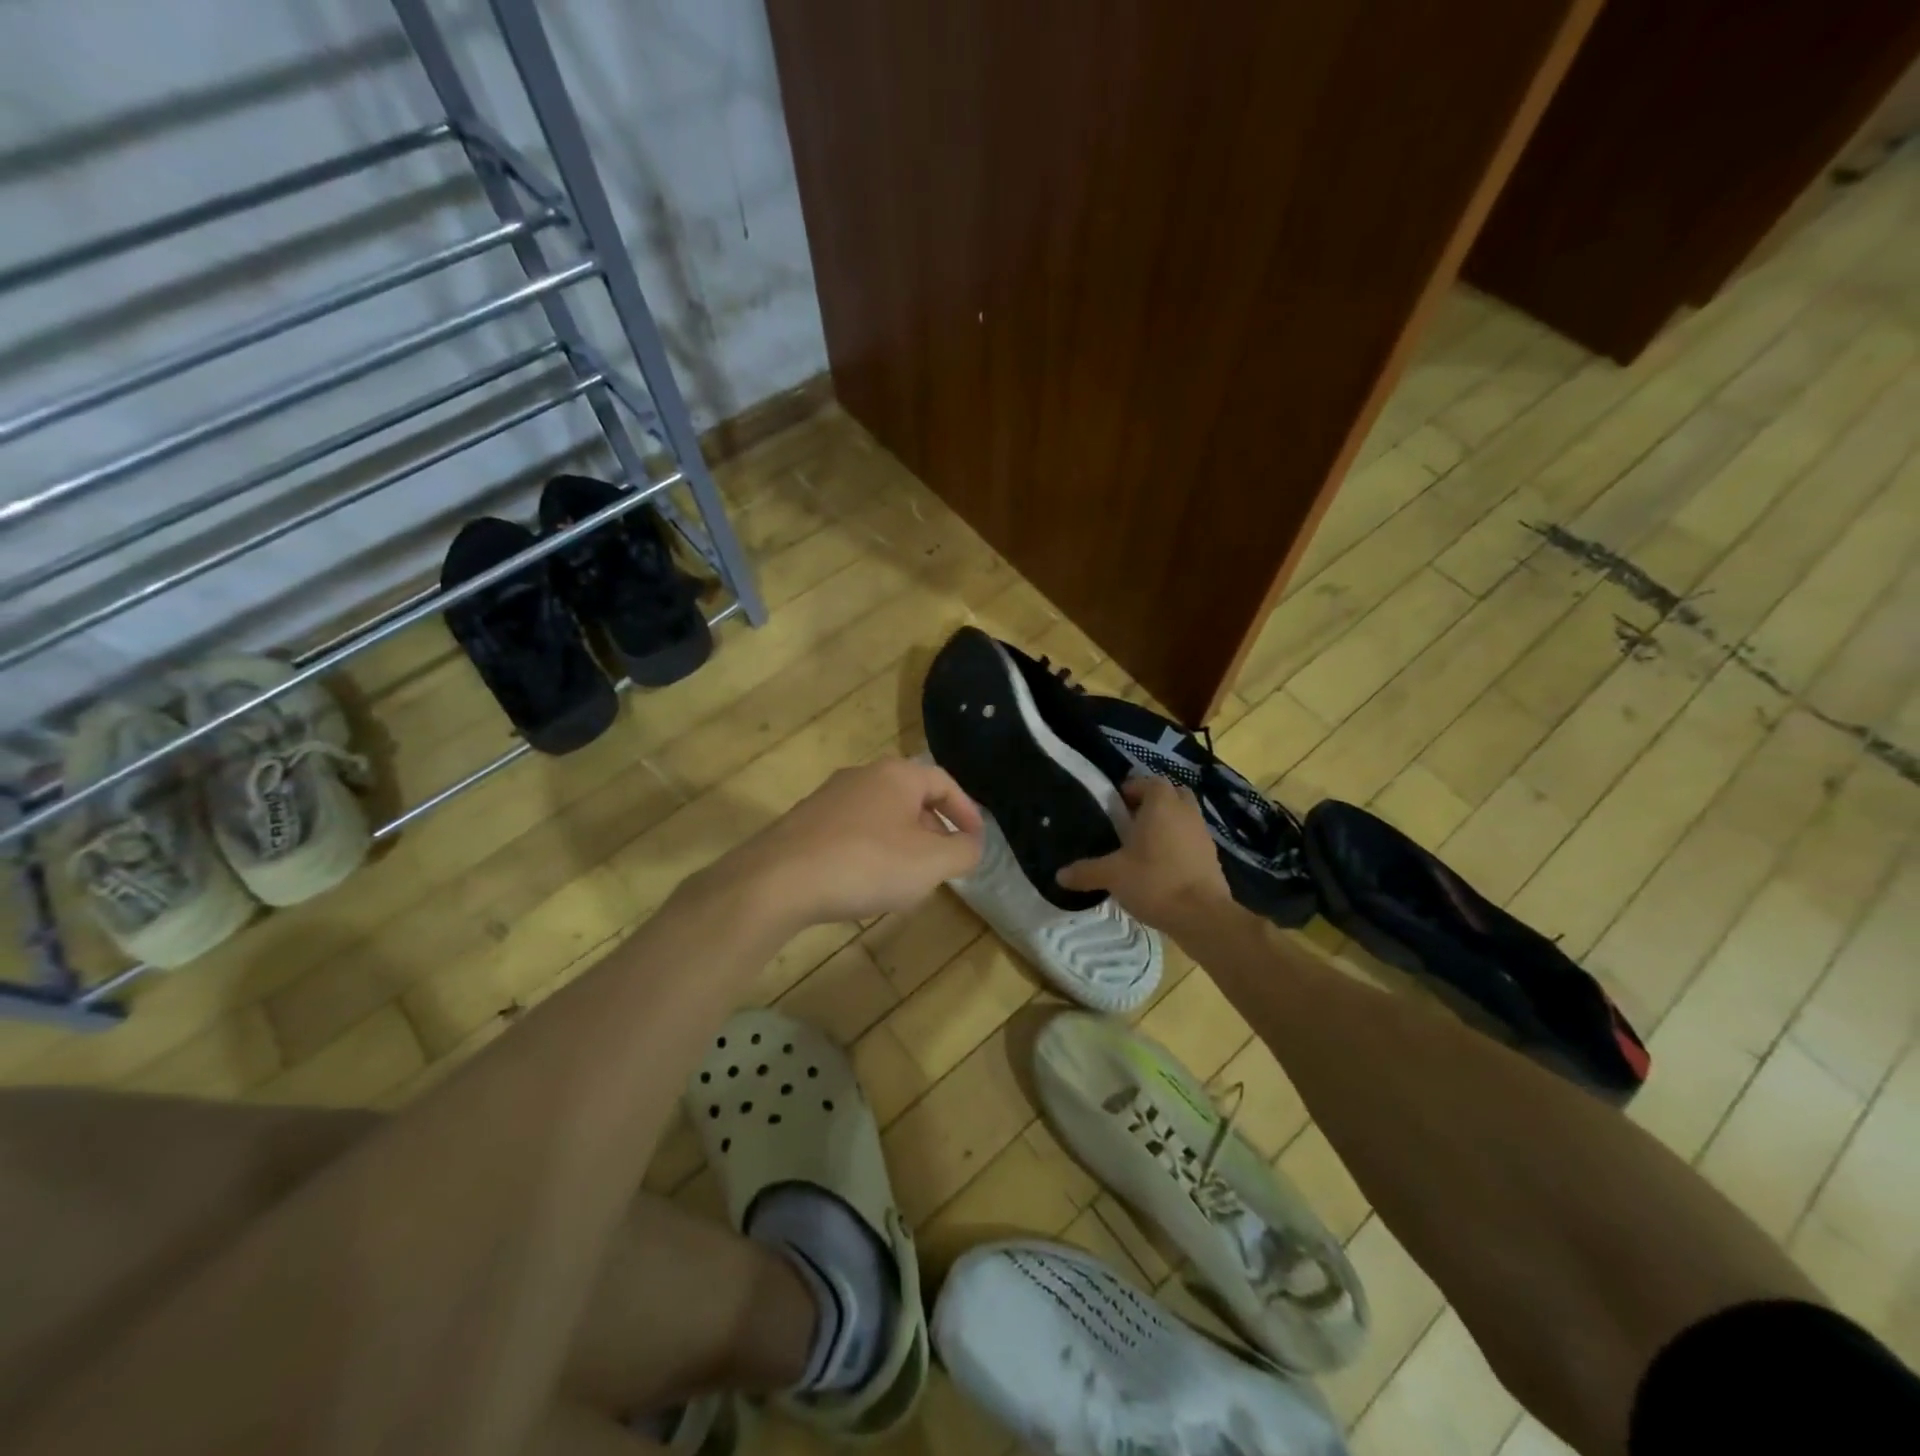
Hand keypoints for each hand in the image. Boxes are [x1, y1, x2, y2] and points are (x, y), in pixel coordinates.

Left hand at [719, 757, 984, 927]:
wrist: (778, 880)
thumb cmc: (866, 864)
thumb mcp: (930, 863)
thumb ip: (963, 851)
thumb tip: (972, 845)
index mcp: (897, 774)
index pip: (944, 783)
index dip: (966, 812)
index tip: (976, 842)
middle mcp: (863, 775)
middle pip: (912, 798)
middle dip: (933, 831)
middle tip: (942, 865)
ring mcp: (829, 797)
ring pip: (881, 816)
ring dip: (902, 844)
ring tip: (906, 880)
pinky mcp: (805, 823)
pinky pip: (852, 832)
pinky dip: (870, 852)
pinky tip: (864, 884)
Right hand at [1057, 776, 1232, 930]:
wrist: (1202, 915)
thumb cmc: (1154, 882)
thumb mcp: (1112, 876)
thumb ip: (1086, 871)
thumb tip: (1059, 875)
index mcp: (1161, 805)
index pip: (1150, 781)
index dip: (1133, 788)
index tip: (1117, 803)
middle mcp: (1185, 812)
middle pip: (1172, 794)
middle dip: (1154, 802)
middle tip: (1132, 819)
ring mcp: (1203, 833)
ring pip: (1185, 816)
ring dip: (1168, 822)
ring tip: (1145, 844)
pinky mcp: (1212, 856)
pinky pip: (1192, 839)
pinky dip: (1179, 843)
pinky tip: (1162, 865)